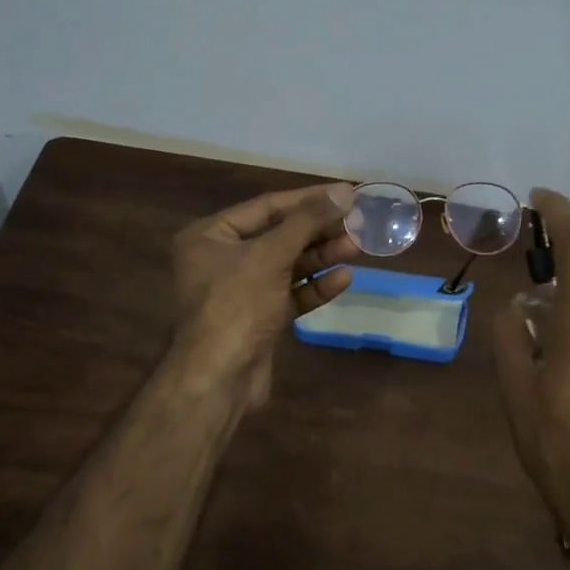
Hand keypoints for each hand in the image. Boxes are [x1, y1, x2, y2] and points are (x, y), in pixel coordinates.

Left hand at [172, 182, 359, 407]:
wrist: (219, 378)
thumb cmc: (236, 304)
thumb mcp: (270, 255)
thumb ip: (307, 221)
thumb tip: (343, 191)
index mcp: (210, 236)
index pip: (267, 207)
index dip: (308, 199)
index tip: (346, 193)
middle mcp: (222, 259)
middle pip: (279, 236)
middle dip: (319, 230)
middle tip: (359, 222)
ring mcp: (241, 291)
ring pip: (287, 265)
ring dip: (322, 256)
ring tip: (358, 246)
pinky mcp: (259, 318)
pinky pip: (290, 294)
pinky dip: (315, 286)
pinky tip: (344, 277)